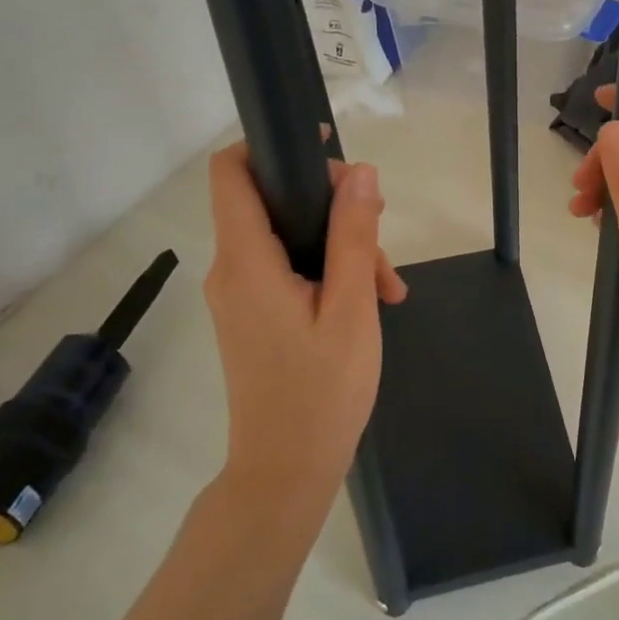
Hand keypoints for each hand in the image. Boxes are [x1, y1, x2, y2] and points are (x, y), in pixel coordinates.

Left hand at [203, 144, 406, 502]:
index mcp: (246, 262)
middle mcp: (232, 269)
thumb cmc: (321, 393)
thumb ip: (353, 236)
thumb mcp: (351, 309)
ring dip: (340, 245)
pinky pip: (289, 268)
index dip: (269, 145)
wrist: (286, 474)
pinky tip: (372, 298)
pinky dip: (328, 271)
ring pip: (289, 237)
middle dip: (332, 206)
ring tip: (387, 285)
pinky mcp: (253, 313)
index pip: (231, 173)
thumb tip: (360, 172)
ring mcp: (240, 293)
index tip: (323, 147)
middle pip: (273, 201)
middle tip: (381, 233)